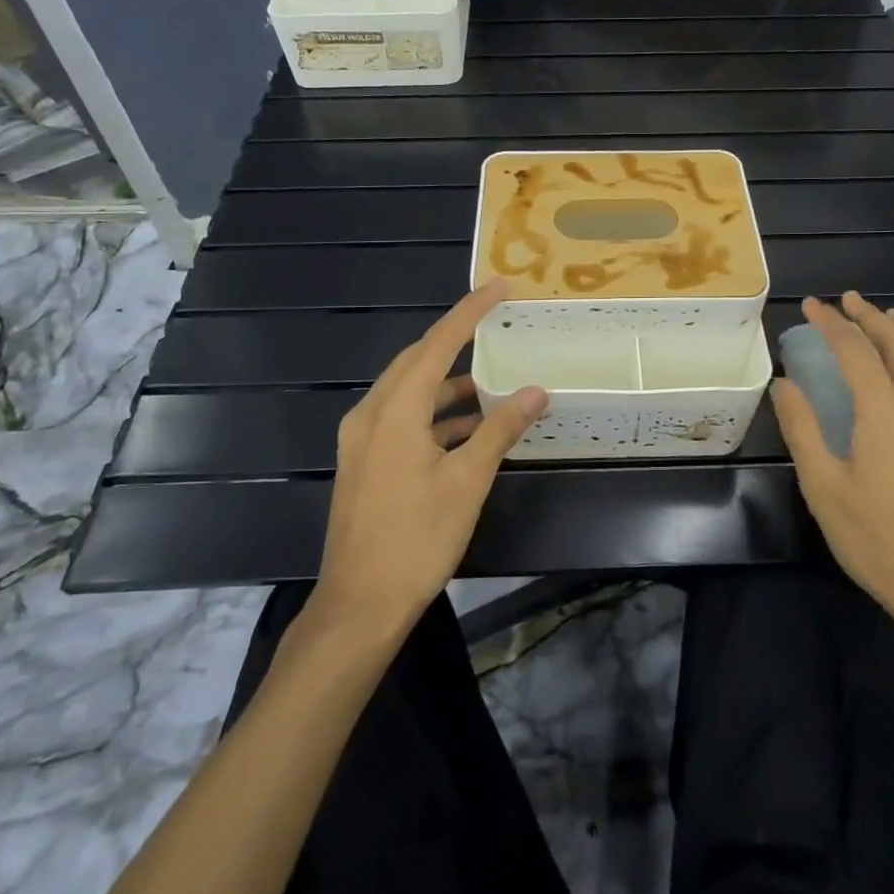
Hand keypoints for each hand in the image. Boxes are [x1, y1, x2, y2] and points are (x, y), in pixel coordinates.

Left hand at [314, 281, 547, 631]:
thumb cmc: (416, 540)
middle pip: (416, 361)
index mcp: (394, 412)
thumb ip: (499, 430)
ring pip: (409, 392)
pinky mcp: (364, 462)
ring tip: (490, 380)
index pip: (437, 345)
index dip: (468, 313)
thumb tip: (534, 391)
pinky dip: (435, 415)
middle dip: (455, 340)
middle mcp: (371, 415)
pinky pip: (402, 419)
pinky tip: (468, 429)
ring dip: (448, 384)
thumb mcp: (466, 482)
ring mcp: (362, 440)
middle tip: (494, 324)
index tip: (497, 287)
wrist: (358, 606)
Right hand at [770, 292, 893, 648]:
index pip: (855, 349)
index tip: (811, 305)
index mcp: (885, 410)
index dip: (831, 323)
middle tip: (845, 300)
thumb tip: (783, 383)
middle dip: (869, 315)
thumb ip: (802, 428)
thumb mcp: (824, 487)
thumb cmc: (877, 540)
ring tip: (886, 315)